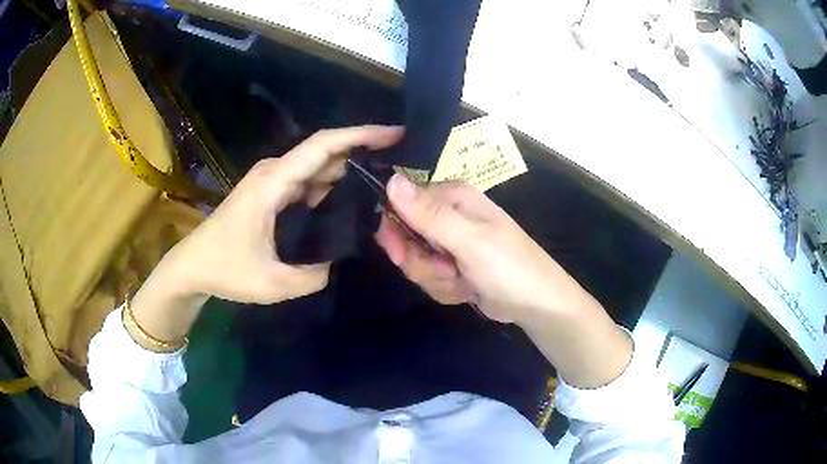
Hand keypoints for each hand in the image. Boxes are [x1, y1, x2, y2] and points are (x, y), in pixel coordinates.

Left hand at [166, 125, 404, 303]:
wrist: (193, 266)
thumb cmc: (225, 269)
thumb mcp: (273, 283)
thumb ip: (314, 275)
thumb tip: (337, 261)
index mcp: (273, 183)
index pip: (324, 146)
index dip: (361, 135)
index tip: (396, 135)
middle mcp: (274, 173)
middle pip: (326, 153)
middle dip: (364, 154)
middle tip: (400, 170)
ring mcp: (272, 182)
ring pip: (319, 168)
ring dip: (349, 174)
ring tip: (383, 188)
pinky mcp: (271, 193)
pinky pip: (308, 183)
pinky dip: (332, 189)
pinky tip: (351, 204)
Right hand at [375, 175, 587, 323]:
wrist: (536, 304)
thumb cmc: (508, 267)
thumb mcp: (468, 240)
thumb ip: (428, 214)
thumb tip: (391, 180)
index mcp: (452, 197)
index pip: (400, 203)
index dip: (396, 231)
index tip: (401, 254)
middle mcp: (448, 215)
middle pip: (405, 238)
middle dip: (421, 263)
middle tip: (445, 270)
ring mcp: (450, 243)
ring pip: (416, 263)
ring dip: (436, 279)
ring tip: (463, 280)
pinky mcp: (453, 266)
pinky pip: (430, 278)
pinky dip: (446, 289)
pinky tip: (467, 290)